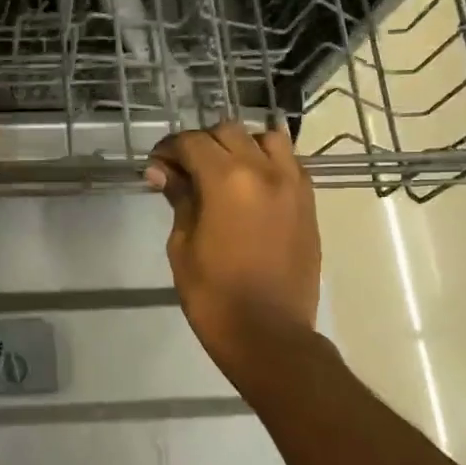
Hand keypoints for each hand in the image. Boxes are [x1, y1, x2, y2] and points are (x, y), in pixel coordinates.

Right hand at [146, 122, 319, 373]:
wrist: (268, 333)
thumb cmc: (213, 294)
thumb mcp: (182, 244)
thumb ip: (179, 199)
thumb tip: (163, 172)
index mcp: (227, 180)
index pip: (192, 142)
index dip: (169, 148)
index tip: (157, 166)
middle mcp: (265, 171)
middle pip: (229, 132)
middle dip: (202, 143)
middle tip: (184, 169)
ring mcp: (293, 185)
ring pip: (267, 138)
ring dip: (241, 145)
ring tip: (225, 170)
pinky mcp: (309, 202)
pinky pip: (289, 163)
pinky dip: (268, 162)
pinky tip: (251, 186)